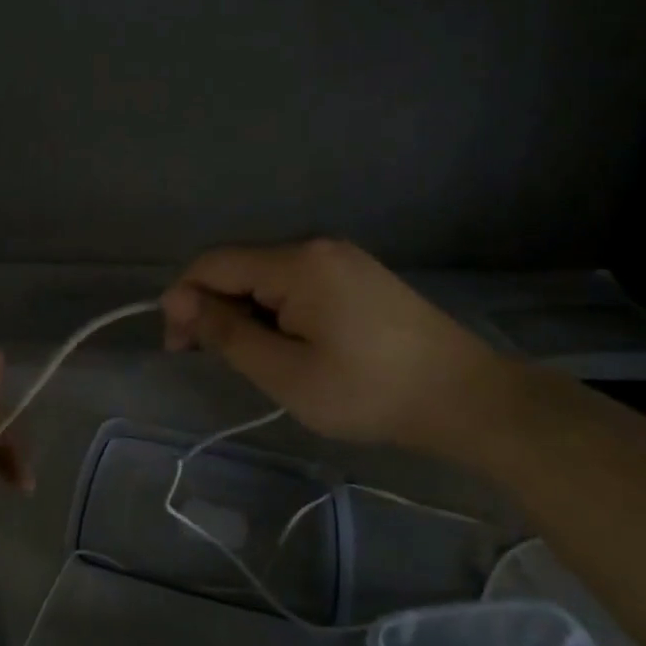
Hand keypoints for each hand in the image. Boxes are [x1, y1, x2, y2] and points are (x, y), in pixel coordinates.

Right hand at [160, 239, 511, 452]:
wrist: (467, 399)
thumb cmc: (369, 391)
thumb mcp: (285, 372)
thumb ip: (226, 333)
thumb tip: (179, 302)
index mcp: (296, 262)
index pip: (214, 264)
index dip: (184, 299)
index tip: (178, 346)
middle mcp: (315, 246)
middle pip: (239, 267)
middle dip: (214, 308)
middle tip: (211, 359)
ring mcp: (341, 258)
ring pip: (266, 277)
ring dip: (245, 312)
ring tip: (253, 359)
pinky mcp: (357, 275)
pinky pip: (296, 284)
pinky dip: (275, 311)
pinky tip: (286, 345)